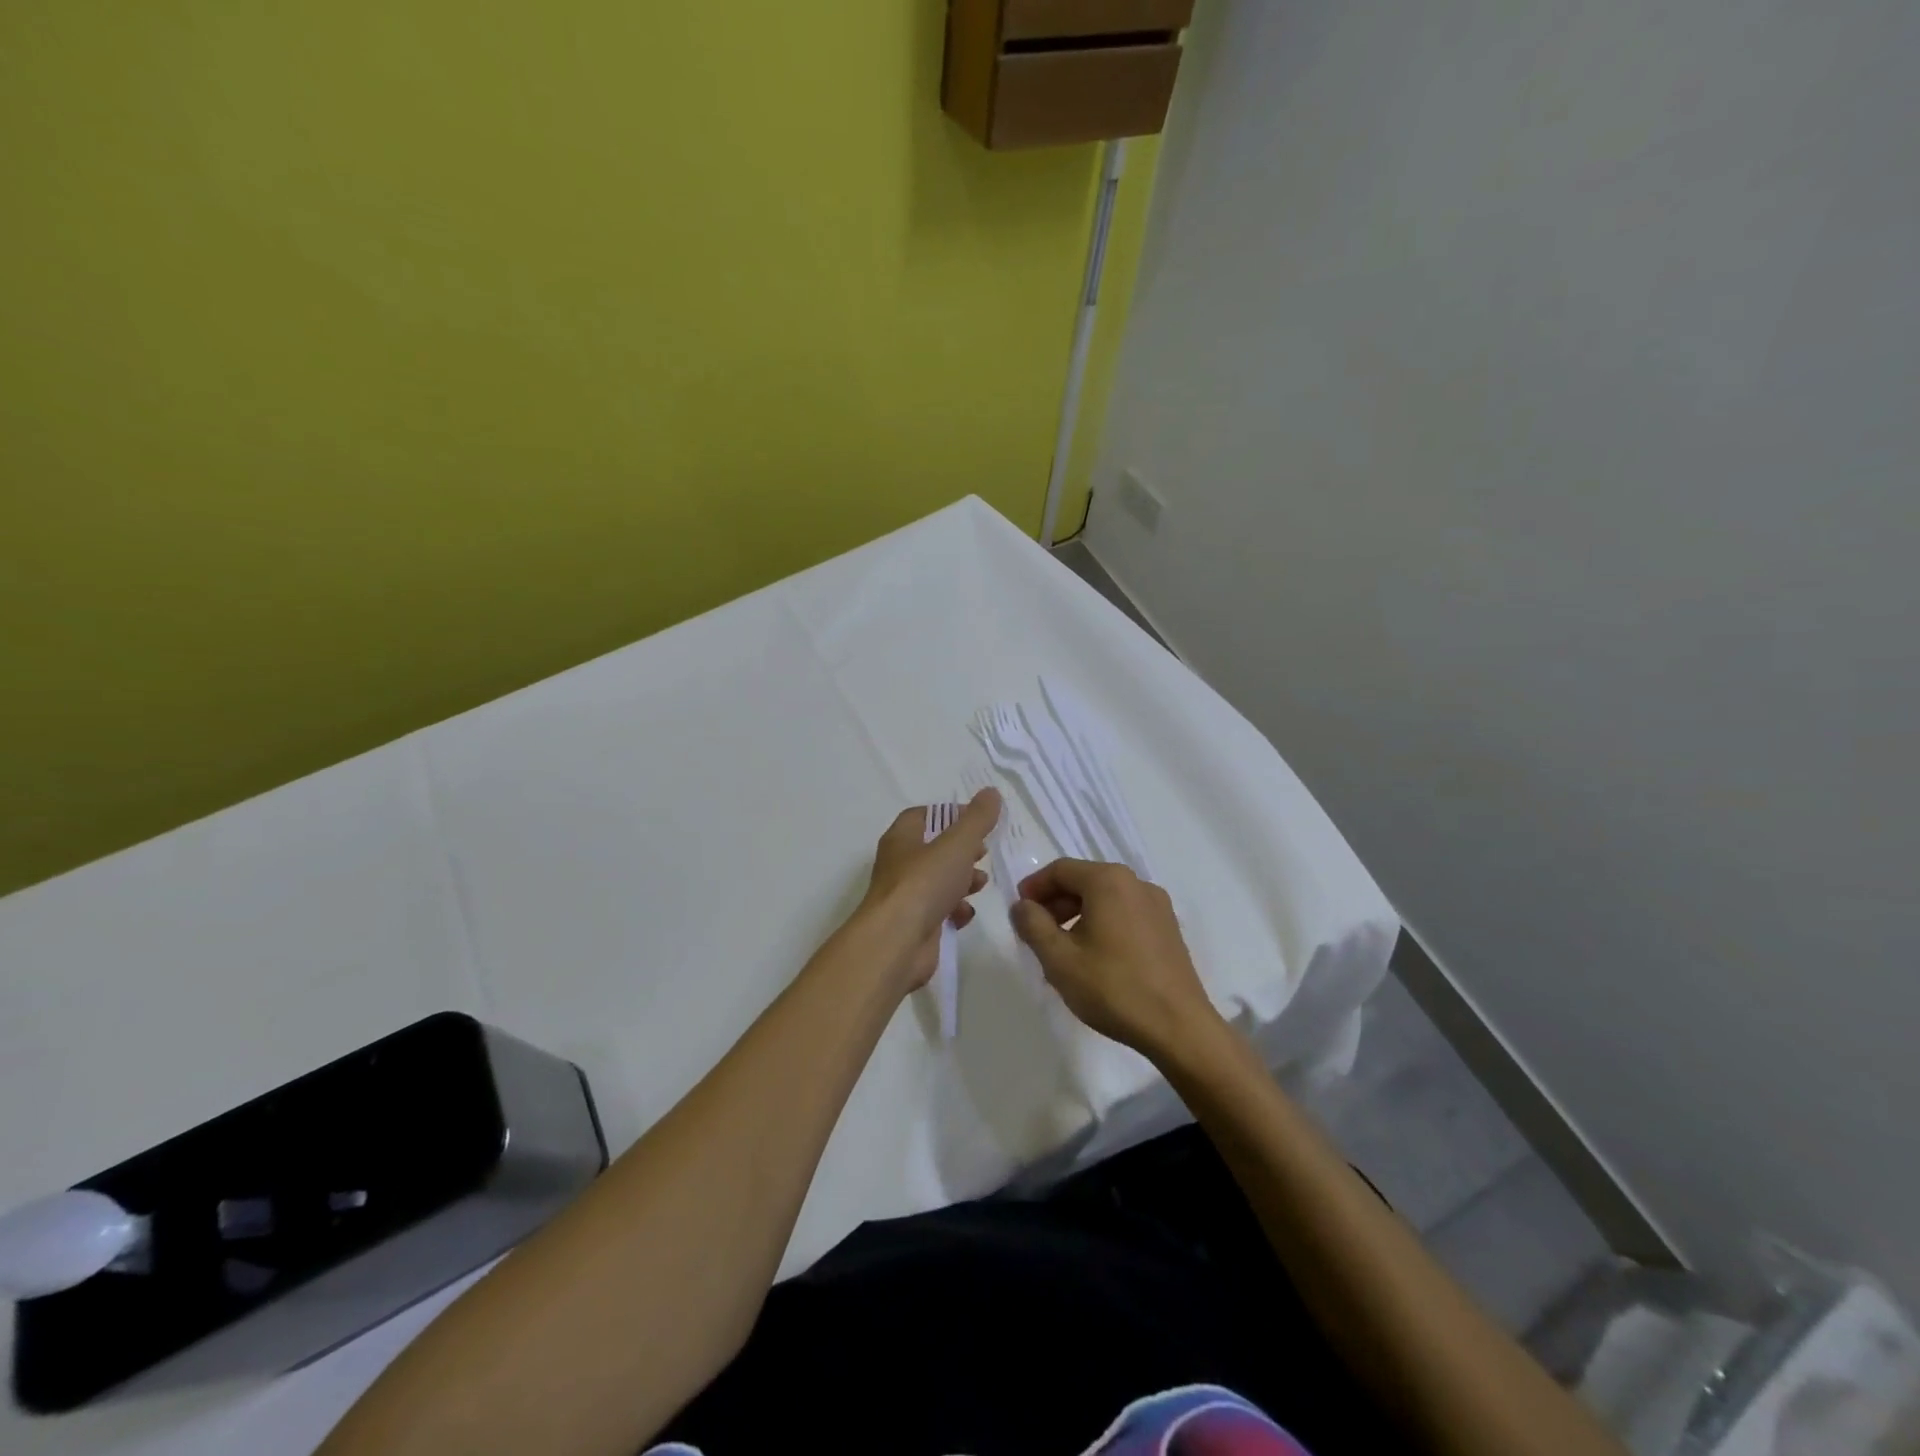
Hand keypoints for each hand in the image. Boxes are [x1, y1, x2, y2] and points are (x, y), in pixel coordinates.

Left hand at [858, 789, 999, 993]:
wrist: (897, 943)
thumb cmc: (924, 883)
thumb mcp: (957, 844)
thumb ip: (977, 819)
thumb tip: (991, 792)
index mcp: (902, 839)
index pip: (922, 816)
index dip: (949, 815)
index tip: (977, 820)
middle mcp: (899, 865)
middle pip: (933, 850)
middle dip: (961, 851)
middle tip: (983, 852)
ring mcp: (906, 898)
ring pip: (938, 882)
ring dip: (962, 881)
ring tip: (981, 883)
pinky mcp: (915, 926)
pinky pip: (939, 912)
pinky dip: (955, 911)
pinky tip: (966, 913)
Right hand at [1010, 859, 1221, 1062]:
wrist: (1179, 1028)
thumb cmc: (1113, 988)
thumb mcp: (1059, 959)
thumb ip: (1033, 925)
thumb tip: (1021, 905)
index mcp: (1108, 881)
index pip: (1060, 869)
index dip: (1034, 887)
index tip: (1019, 911)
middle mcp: (1136, 883)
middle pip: (1084, 881)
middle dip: (1055, 902)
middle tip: (1036, 932)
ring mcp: (1157, 905)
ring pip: (1105, 899)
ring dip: (1077, 915)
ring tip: (1062, 950)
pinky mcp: (1168, 929)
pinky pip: (1125, 914)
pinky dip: (1102, 924)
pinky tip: (1094, 958)